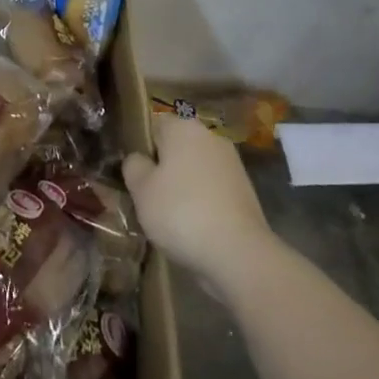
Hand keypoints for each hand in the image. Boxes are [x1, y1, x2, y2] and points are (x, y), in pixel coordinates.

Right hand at [123, 115, 272, 292]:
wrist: (238, 254)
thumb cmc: (180, 212)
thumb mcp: (140, 189)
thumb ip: (133, 166)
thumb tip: (139, 159)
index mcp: (183, 127)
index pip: (154, 124)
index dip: (141, 146)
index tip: (133, 172)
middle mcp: (210, 137)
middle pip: (177, 146)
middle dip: (163, 167)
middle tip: (146, 195)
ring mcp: (232, 163)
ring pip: (195, 168)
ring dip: (182, 185)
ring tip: (168, 215)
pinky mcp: (245, 191)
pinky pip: (212, 188)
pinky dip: (201, 200)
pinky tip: (192, 225)